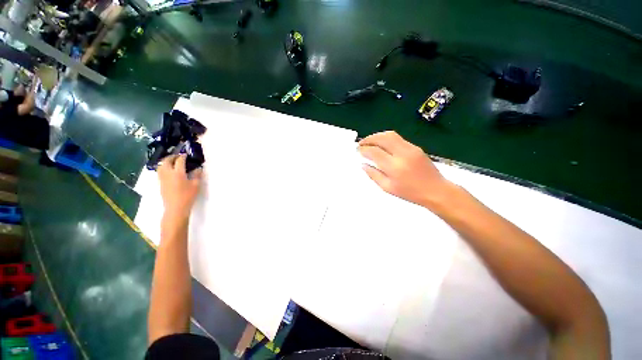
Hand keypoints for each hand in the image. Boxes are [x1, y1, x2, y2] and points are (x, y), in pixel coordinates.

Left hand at [158, 154, 202, 218]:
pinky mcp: (160, 183)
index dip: (183, 156)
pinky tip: (169, 170)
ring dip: (166, 161)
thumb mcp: (196, 185)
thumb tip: (198, 168)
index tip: (186, 155)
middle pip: (166, 161)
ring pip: (161, 165)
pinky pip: (160, 171)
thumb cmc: (187, 196)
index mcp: (178, 173)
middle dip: (172, 156)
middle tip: (178, 156)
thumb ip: (197, 175)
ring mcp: (162, 178)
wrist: (176, 207)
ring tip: (172, 161)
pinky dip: (164, 167)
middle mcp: (168, 173)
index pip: (179, 161)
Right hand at [358, 131, 455, 209]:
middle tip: (361, 143)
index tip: (358, 150)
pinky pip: (398, 138)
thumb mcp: (388, 188)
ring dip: (377, 136)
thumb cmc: (410, 193)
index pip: (374, 152)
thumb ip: (374, 175)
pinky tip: (382, 144)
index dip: (364, 149)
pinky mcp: (415, 147)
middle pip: (382, 138)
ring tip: (369, 141)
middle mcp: (402, 154)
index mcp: (394, 167)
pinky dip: (386, 138)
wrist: (436, 190)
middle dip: (369, 139)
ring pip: (390, 135)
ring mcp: (410, 148)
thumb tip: (363, 165)